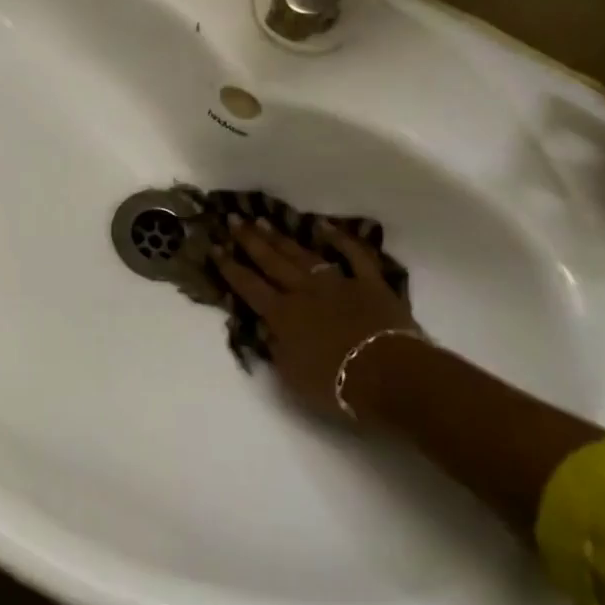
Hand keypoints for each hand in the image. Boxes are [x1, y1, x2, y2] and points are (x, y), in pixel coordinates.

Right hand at [212, 218, 423, 417]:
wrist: (390, 376)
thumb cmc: (336, 384)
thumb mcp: (292, 377)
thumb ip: (276, 349)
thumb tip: (266, 328)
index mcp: (282, 315)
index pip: (248, 286)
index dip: (229, 267)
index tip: (214, 247)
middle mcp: (304, 291)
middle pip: (271, 262)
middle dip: (250, 240)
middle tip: (233, 219)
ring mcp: (337, 283)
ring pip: (303, 255)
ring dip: (282, 238)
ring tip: (263, 221)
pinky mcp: (370, 284)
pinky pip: (354, 256)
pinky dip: (340, 240)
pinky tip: (324, 226)